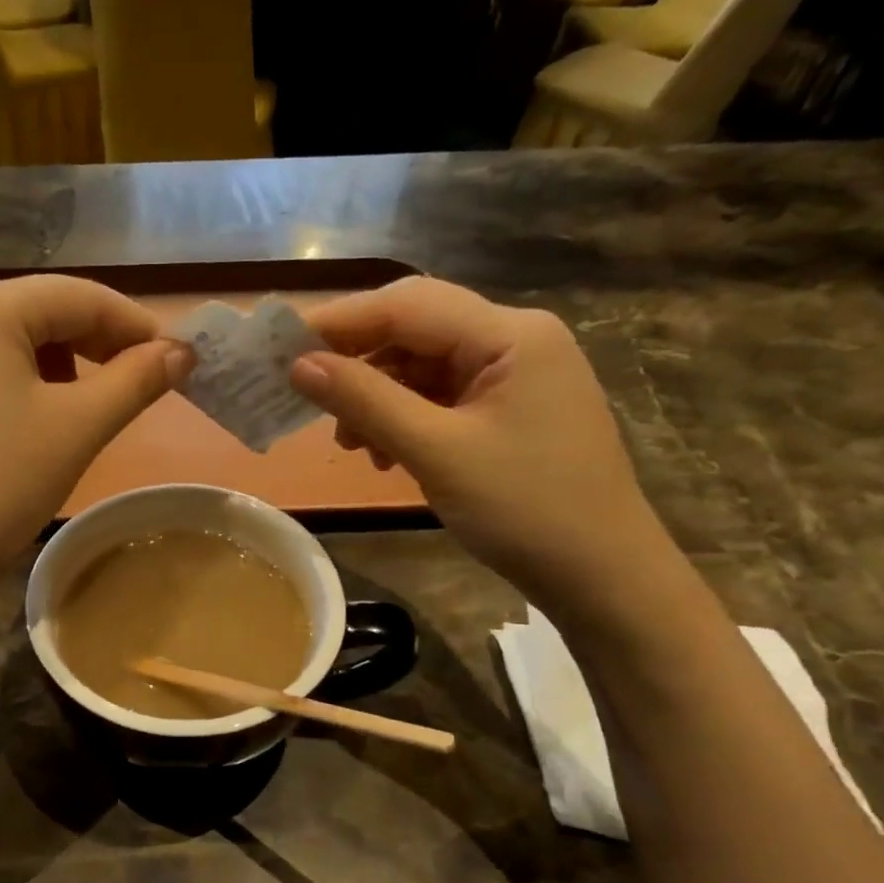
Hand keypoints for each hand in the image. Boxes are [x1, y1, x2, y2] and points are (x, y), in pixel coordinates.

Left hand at [0, 275, 188, 585]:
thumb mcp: (77, 429)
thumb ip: (136, 380)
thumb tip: (182, 352)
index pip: (79, 296)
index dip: (135, 325)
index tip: (177, 358)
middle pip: (41, 310)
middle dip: (97, 344)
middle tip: (142, 383)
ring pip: (11, 337)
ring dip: (61, 362)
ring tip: (89, 406)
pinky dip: (20, 378)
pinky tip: (35, 415)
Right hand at [291, 277, 679, 622]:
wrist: (603, 577)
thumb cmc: (525, 510)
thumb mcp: (436, 452)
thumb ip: (365, 401)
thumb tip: (298, 364)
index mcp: (510, 334)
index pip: (407, 305)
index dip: (338, 323)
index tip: (280, 347)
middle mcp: (515, 340)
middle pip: (415, 330)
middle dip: (357, 363)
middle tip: (306, 398)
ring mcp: (515, 376)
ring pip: (424, 367)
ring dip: (377, 397)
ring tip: (349, 444)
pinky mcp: (509, 411)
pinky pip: (441, 398)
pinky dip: (404, 419)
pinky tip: (383, 453)